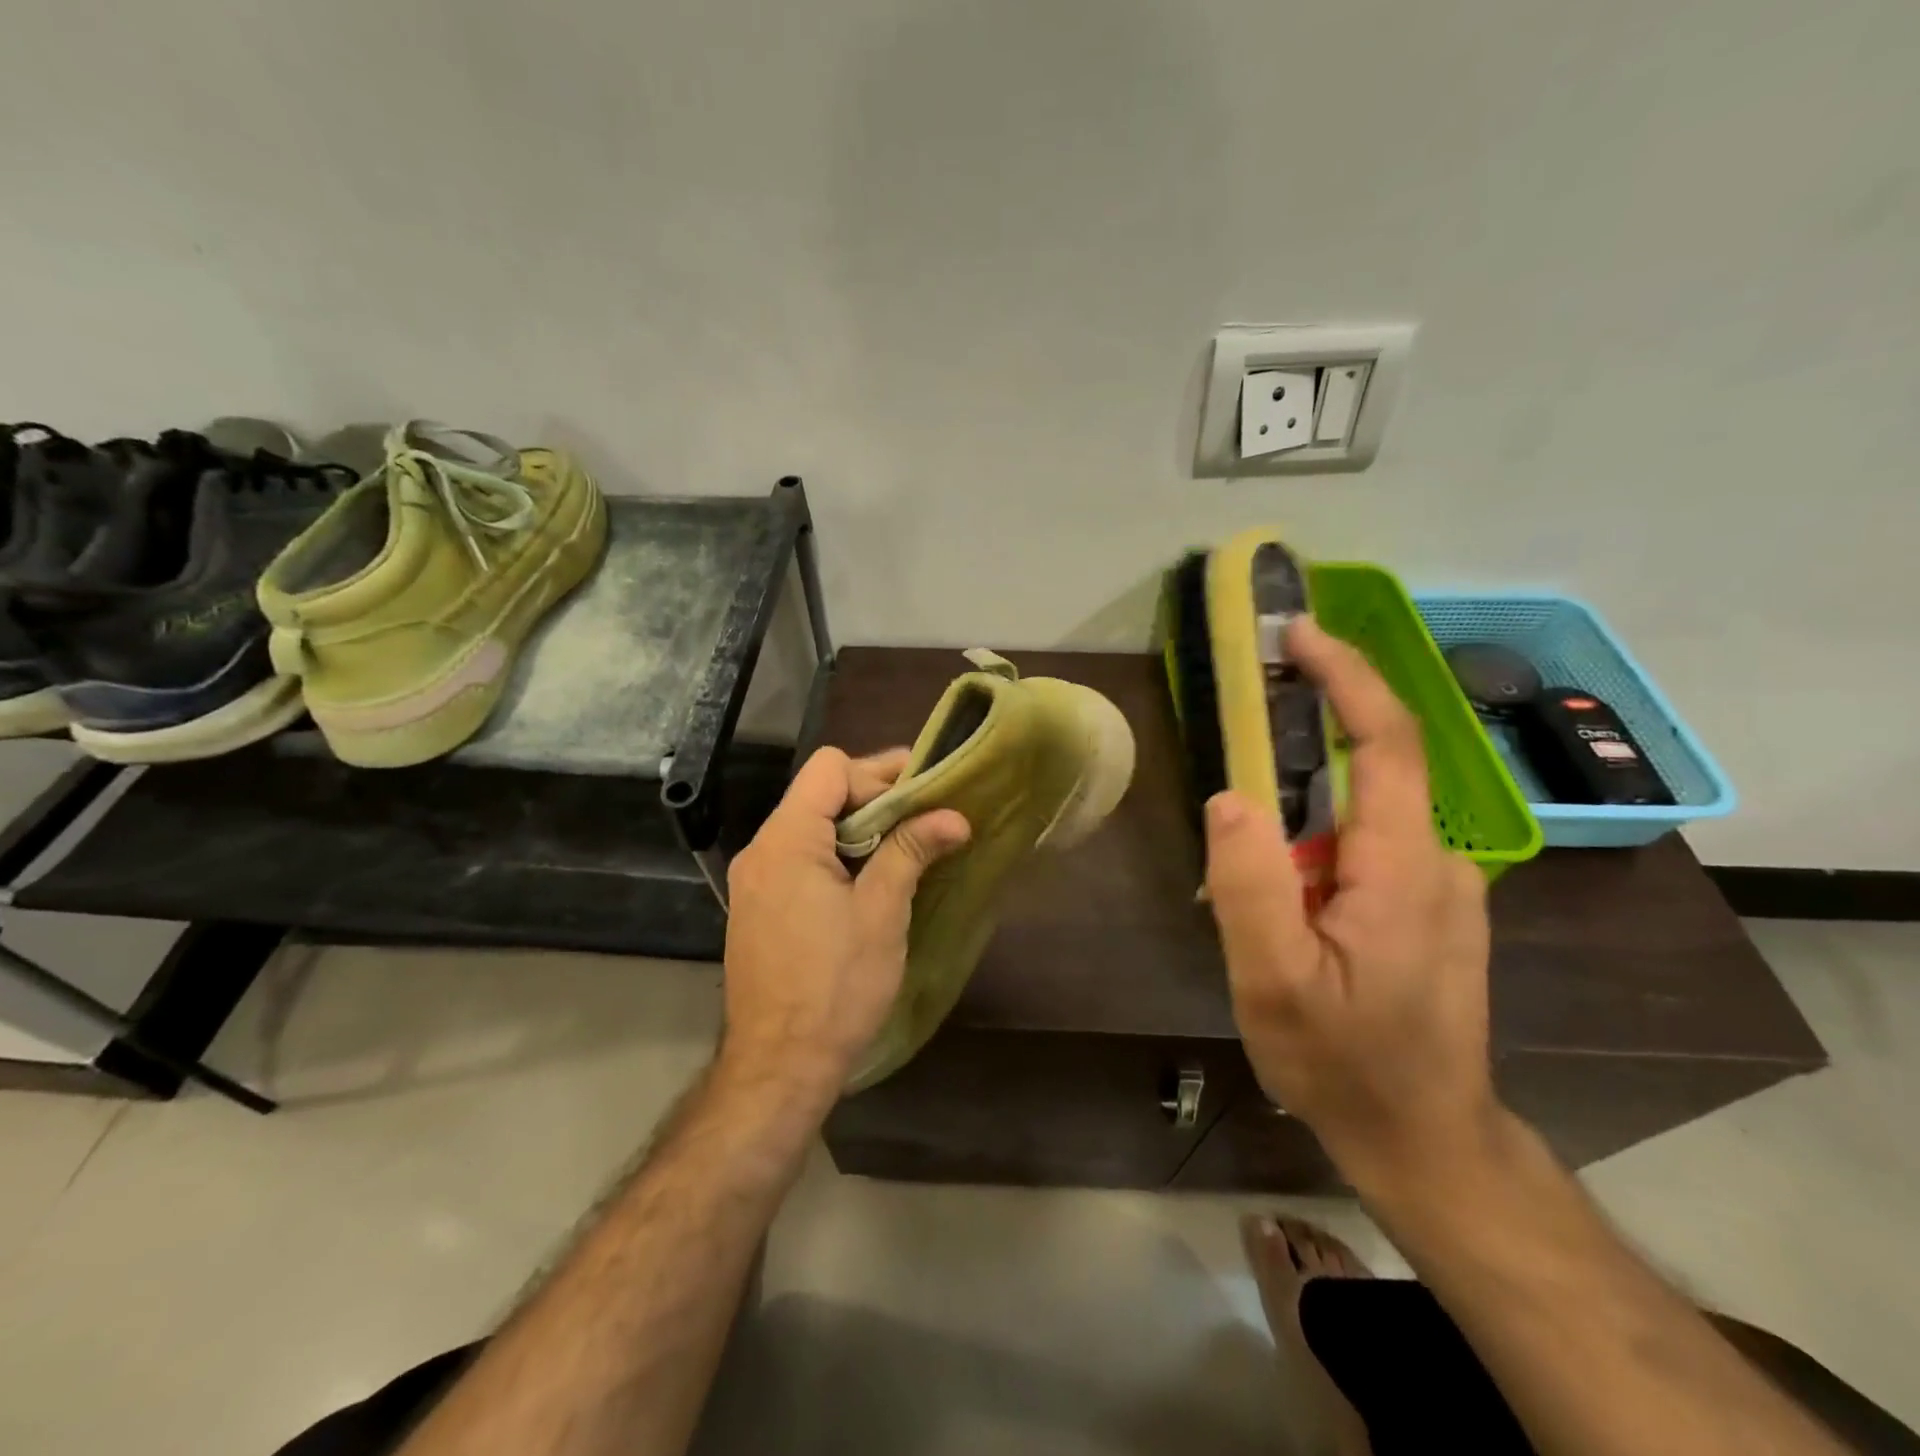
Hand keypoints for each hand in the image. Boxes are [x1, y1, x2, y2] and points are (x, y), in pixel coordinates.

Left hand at [720, 747, 968, 1099]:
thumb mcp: (881, 913)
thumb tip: (953, 815)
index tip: (920, 799)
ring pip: (812, 827)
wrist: (778, 1066)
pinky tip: (872, 882)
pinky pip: (802, 859)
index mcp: (787, 840)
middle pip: (819, 793)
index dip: (877, 774)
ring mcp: (756, 881)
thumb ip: (911, 851)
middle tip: (926, 818)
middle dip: (875, 799)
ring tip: (907, 849)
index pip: (829, 768)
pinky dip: (839, 856)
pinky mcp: (760, 908)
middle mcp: (762, 850)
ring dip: (859, 830)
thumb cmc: (835, 986)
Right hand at [1204, 617, 1499, 1189]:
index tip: (1299, 634)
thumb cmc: (1345, 1063)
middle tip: (1243, 741)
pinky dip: (1321, 840)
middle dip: (1312, 736)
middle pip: (1377, 766)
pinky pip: (1371, 844)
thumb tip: (1230, 796)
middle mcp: (1440, 860)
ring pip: (1366, 812)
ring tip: (1254, 869)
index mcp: (1406, 867)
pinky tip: (1287, 900)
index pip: (1389, 742)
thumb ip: (1250, 886)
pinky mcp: (1430, 906)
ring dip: (1306, 809)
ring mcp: (1443, 886)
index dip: (1348, 677)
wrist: (1425, 1138)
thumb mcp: (1275, 983)